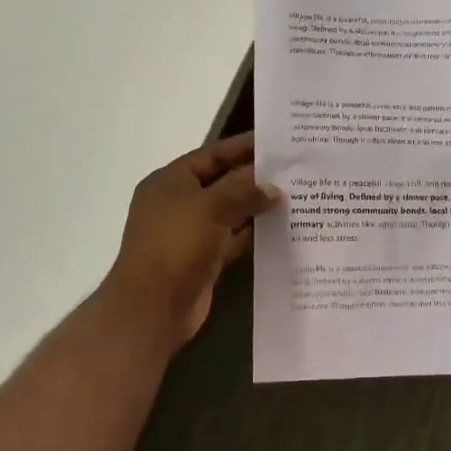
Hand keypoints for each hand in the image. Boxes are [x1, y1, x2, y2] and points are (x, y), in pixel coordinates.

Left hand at [102, 133, 279, 350]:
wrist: (153, 307)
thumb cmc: (176, 246)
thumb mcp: (210, 208)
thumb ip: (243, 192)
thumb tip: (273, 188)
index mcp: (171, 182)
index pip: (212, 155)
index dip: (243, 147)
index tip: (277, 143)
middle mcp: (180, 203)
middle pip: (223, 183)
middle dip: (256, 178)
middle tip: (296, 170)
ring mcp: (191, 233)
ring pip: (231, 213)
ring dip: (258, 207)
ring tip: (297, 197)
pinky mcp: (204, 259)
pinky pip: (234, 239)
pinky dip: (254, 235)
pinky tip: (282, 230)